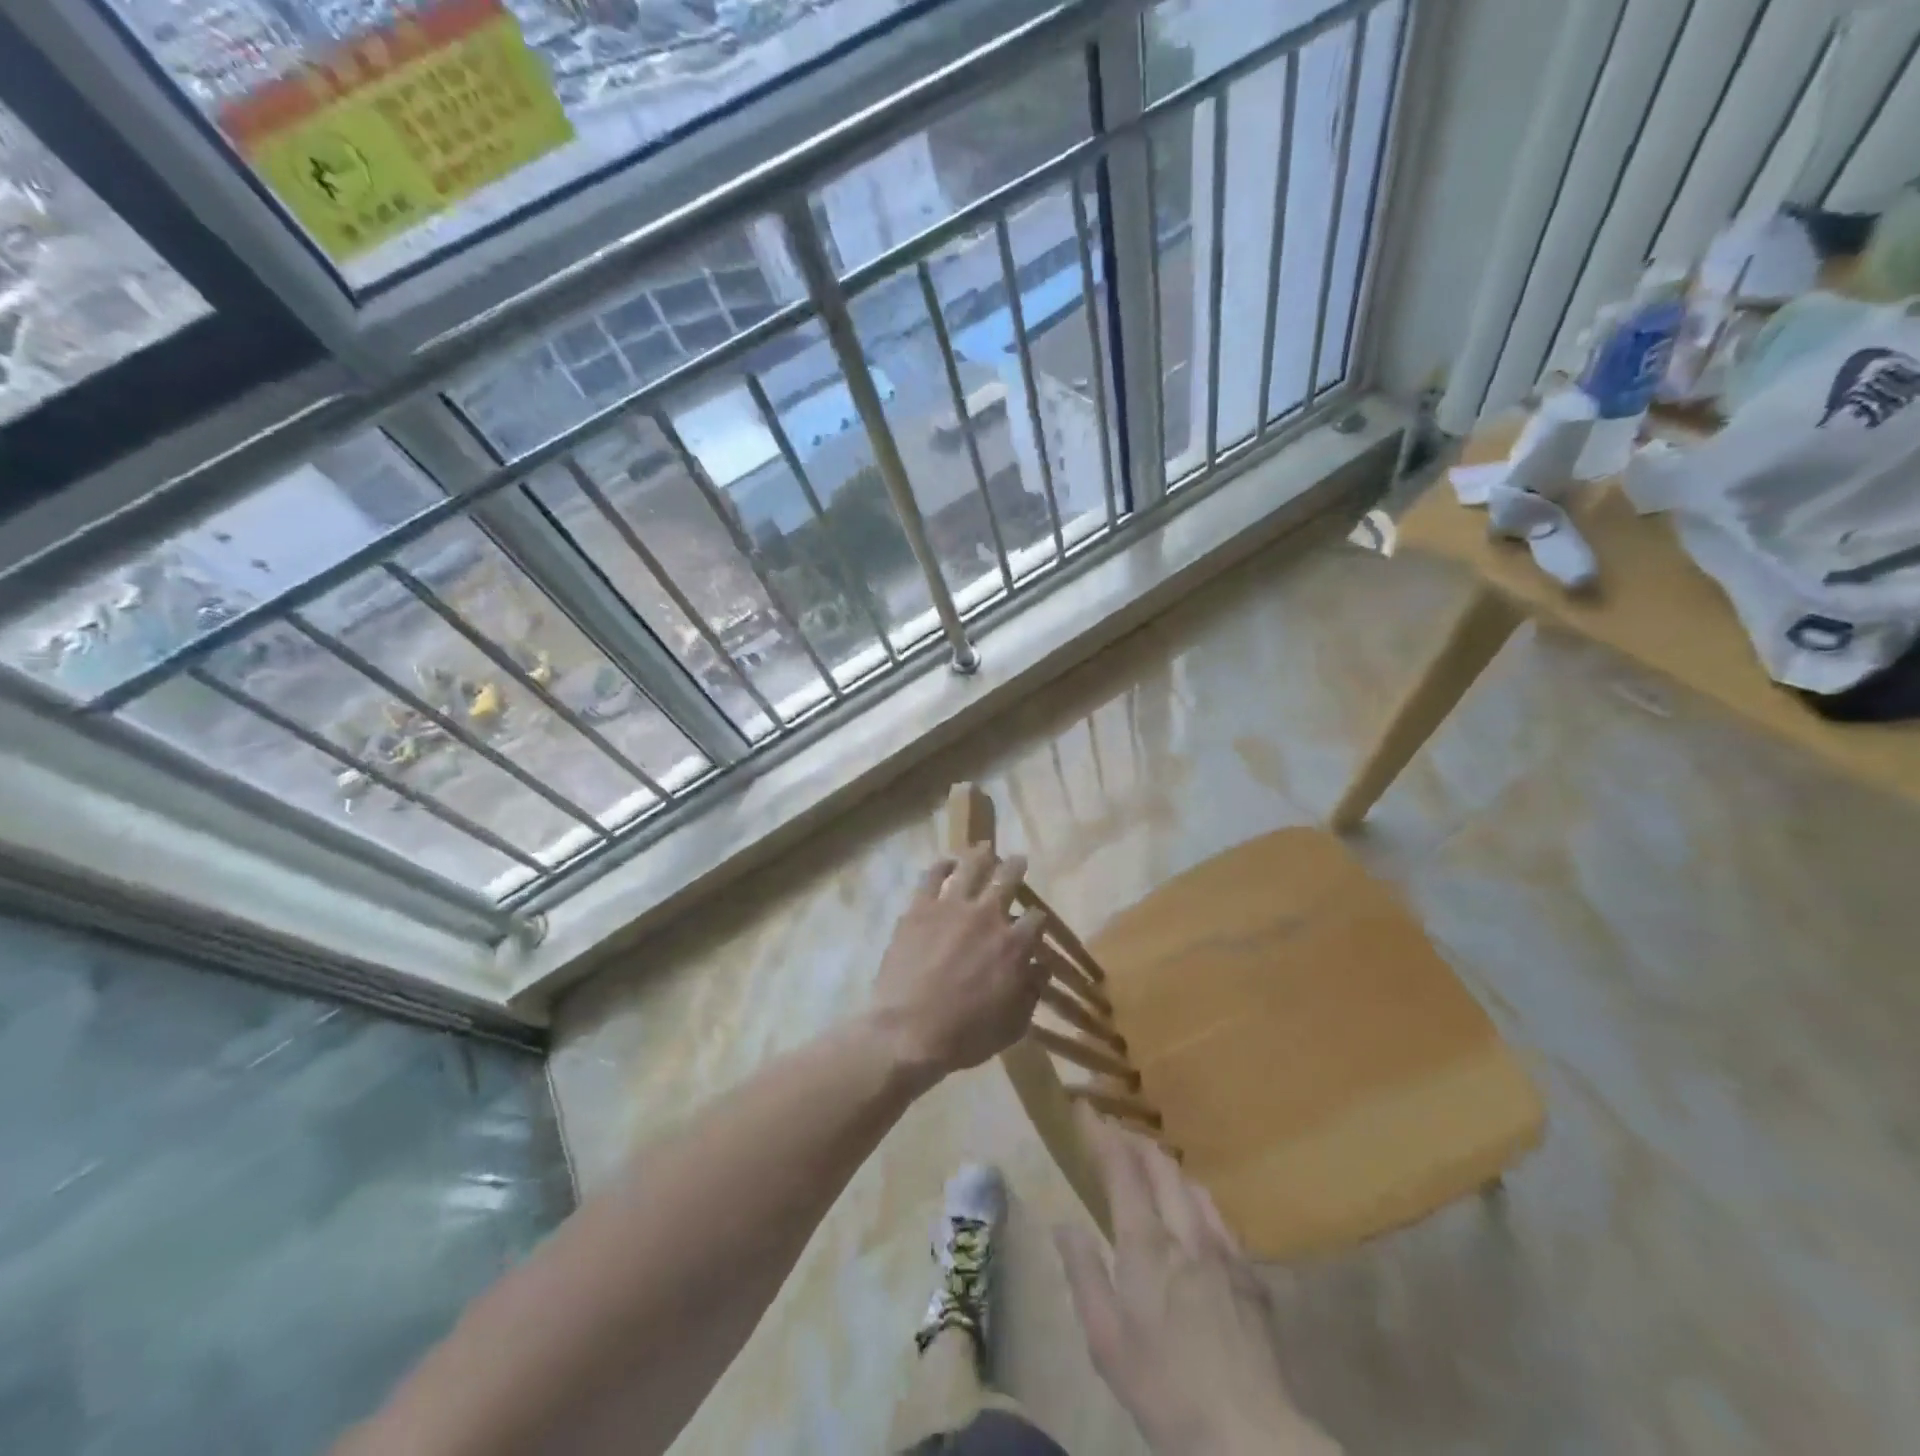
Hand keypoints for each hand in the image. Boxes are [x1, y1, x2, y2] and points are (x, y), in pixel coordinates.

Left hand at [869, 846, 1048, 1080]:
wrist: (907, 1033)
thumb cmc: (964, 1036)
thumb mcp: (1013, 1025)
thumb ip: (1031, 992)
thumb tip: (1041, 968)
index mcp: (1013, 945)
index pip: (1036, 919)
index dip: (1037, 919)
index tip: (1034, 921)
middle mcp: (987, 916)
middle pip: (1008, 878)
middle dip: (1016, 867)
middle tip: (1018, 860)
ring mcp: (951, 907)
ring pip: (972, 866)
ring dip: (982, 855)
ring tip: (985, 848)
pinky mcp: (919, 908)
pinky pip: (932, 876)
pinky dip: (942, 865)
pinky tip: (947, 862)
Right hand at [1055, 1113, 1338, 1455]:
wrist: (1250, 1437)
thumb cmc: (1164, 1391)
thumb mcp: (1106, 1341)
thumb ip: (1084, 1274)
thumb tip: (1064, 1224)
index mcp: (1146, 1245)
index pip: (1122, 1169)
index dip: (1102, 1134)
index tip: (1085, 1109)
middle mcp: (1186, 1232)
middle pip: (1160, 1165)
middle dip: (1133, 1141)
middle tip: (1113, 1134)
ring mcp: (1224, 1250)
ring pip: (1192, 1185)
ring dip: (1166, 1166)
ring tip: (1150, 1167)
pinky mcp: (1251, 1275)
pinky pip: (1219, 1217)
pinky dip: (1196, 1199)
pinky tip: (1194, 1215)